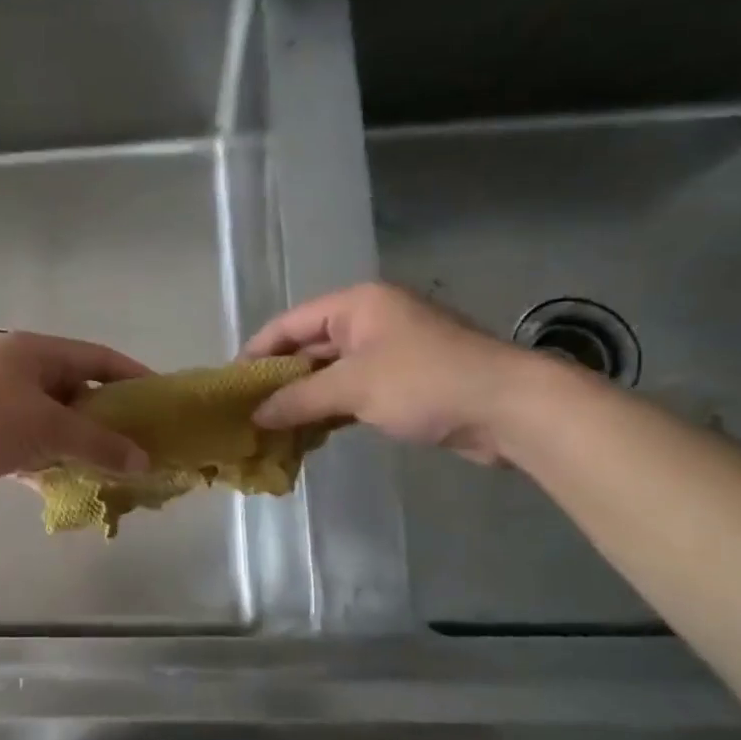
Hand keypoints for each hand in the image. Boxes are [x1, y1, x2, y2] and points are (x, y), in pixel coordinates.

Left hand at [0, 332, 152, 504]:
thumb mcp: (47, 429)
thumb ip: (98, 444)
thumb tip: (144, 461)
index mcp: (34, 352)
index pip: (97, 357)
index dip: (132, 376)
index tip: (160, 399)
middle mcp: (14, 369)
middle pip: (72, 389)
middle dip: (104, 417)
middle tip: (136, 443)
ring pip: (47, 420)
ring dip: (74, 443)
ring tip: (107, 468)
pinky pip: (22, 442)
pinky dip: (43, 460)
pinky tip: (61, 484)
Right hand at [243, 283, 542, 464]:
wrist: (510, 408)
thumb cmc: (426, 382)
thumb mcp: (353, 387)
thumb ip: (298, 399)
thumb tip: (255, 415)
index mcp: (356, 304)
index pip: (290, 323)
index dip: (257, 353)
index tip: (230, 385)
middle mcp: (369, 320)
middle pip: (308, 347)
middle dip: (278, 380)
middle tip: (246, 412)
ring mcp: (387, 352)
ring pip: (329, 373)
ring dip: (302, 400)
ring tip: (268, 428)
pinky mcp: (402, 382)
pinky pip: (351, 392)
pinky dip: (328, 410)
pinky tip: (306, 435)